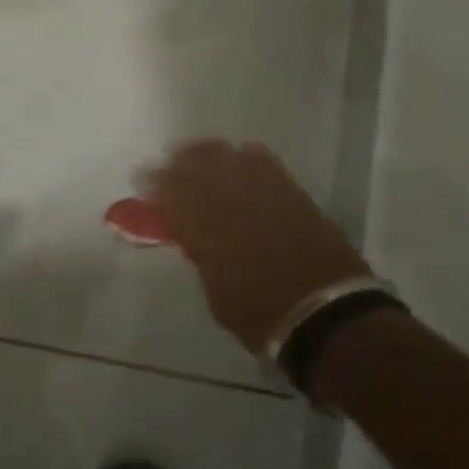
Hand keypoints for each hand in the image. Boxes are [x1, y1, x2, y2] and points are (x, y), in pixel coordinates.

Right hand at [144, 139, 373, 354]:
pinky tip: (242, 156)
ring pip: (229, 159)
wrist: (327, 315)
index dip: (155, 184)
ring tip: (199, 153)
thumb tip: (196, 239)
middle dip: (179, 162)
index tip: (142, 177)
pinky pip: (265, 164)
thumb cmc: (262, 315)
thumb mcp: (217, 293)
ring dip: (209, 153)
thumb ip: (203, 257)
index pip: (172, 195)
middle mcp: (231, 203)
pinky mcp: (293, 194)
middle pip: (198, 169)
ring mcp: (264, 194)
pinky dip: (248, 158)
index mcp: (205, 230)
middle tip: (168, 160)